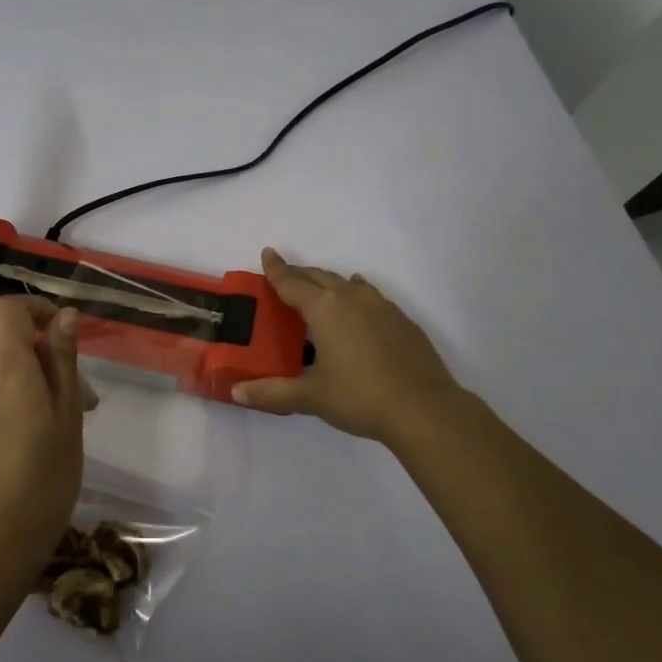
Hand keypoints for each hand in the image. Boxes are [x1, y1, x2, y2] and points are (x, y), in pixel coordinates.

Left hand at [0, 296, 86, 567]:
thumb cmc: (47, 477)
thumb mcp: (67, 416)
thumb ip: (63, 360)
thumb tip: (65, 315)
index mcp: (8, 371)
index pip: (8, 310)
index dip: (35, 307)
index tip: (60, 328)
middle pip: (15, 352)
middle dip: (50, 367)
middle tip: (85, 405)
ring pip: (6, 380)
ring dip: (34, 391)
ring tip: (61, 431)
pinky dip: (15, 409)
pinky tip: (33, 446)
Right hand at [232, 248, 467, 445]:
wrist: (424, 408)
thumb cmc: (360, 397)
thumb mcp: (311, 397)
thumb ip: (272, 392)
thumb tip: (237, 392)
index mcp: (324, 309)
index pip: (292, 282)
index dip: (276, 269)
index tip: (267, 253)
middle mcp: (351, 298)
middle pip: (318, 277)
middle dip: (299, 273)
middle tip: (284, 273)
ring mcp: (380, 306)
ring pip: (346, 284)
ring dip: (328, 282)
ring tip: (318, 287)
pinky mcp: (401, 320)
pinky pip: (370, 296)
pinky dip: (355, 294)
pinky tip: (359, 304)